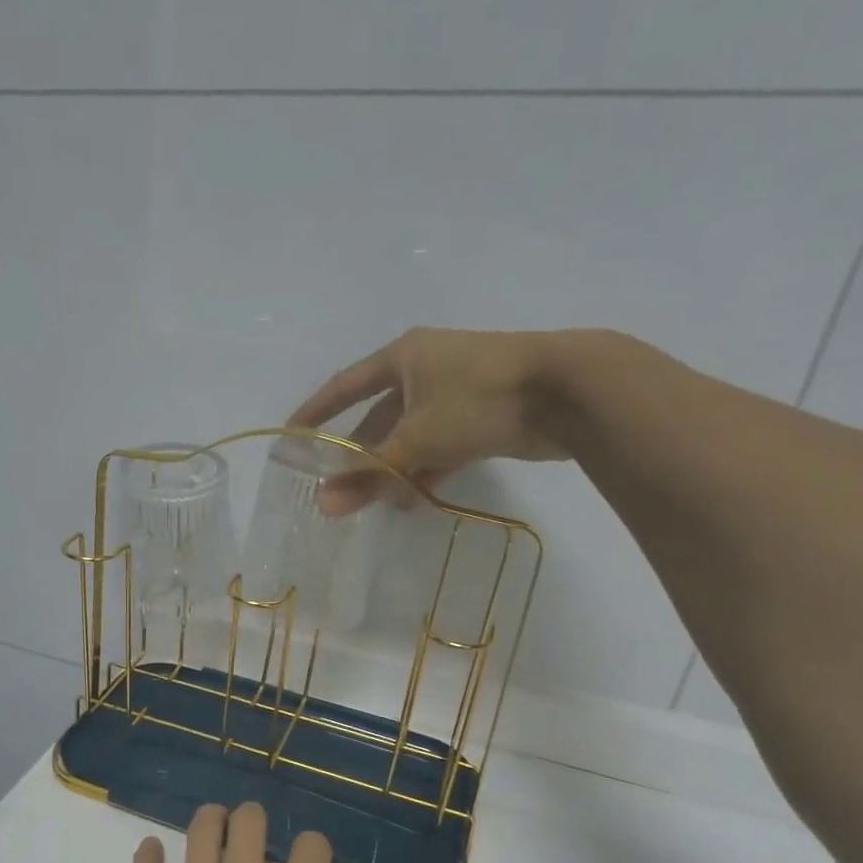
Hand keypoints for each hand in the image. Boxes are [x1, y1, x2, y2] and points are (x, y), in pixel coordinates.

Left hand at [107, 803, 401, 862]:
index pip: (309, 851)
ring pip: (199, 835)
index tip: (316, 859)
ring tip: (214, 822)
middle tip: (257, 828)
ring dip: (210, 820)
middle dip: (256, 818)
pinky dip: (148, 856)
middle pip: (247, 826)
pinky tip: (151, 849)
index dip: (317, 847)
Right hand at [288, 327, 635, 512]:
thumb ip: (370, 473)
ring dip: (392, 468)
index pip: (345, 386)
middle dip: (357, 453)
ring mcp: (457, 392)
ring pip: (410, 435)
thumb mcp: (416, 438)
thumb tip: (323, 506)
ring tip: (371, 503)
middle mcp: (427, 369)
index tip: (291, 436)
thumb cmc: (480, 399)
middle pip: (378, 417)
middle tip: (333, 485)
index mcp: (404, 357)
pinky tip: (412, 501)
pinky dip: (424, 470)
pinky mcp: (483, 416)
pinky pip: (439, 446)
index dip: (316, 411)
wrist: (571, 391)